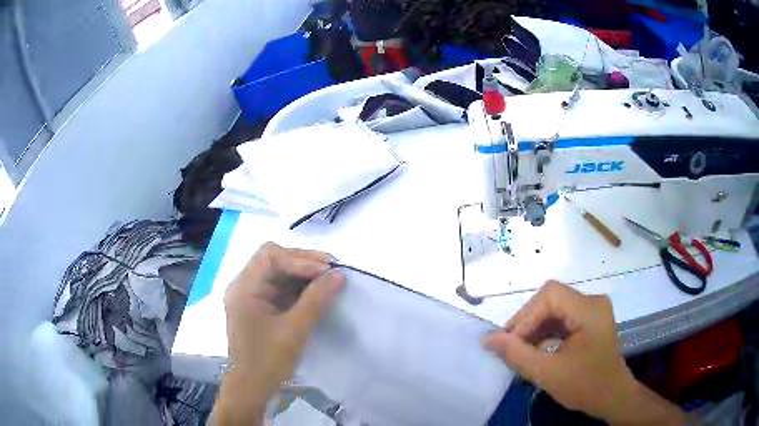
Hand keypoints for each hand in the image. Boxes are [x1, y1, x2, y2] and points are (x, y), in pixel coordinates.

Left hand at [211, 243, 344, 424]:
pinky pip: (280, 288)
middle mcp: (244, 286)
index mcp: (244, 287)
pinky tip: (316, 291)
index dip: (299, 259)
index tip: (326, 270)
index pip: (270, 256)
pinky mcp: (259, 307)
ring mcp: (251, 296)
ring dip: (303, 274)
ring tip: (329, 278)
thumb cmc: (268, 360)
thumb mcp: (295, 330)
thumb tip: (339, 274)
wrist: (252, 388)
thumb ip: (316, 299)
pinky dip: (298, 287)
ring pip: (278, 273)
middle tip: (332, 269)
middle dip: (303, 262)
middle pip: (273, 260)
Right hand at [483, 281, 686, 424]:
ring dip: (534, 328)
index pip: (550, 295)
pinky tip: (535, 350)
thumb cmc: (585, 385)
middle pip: (551, 300)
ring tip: (519, 350)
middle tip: (509, 346)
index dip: (526, 316)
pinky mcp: (589, 322)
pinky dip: (545, 333)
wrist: (612, 397)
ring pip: (554, 310)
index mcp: (589, 309)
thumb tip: (487, 339)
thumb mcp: (547, 373)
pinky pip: (562, 319)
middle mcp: (592, 302)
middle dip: (528, 322)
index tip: (509, 342)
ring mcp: (592, 311)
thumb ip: (517, 354)